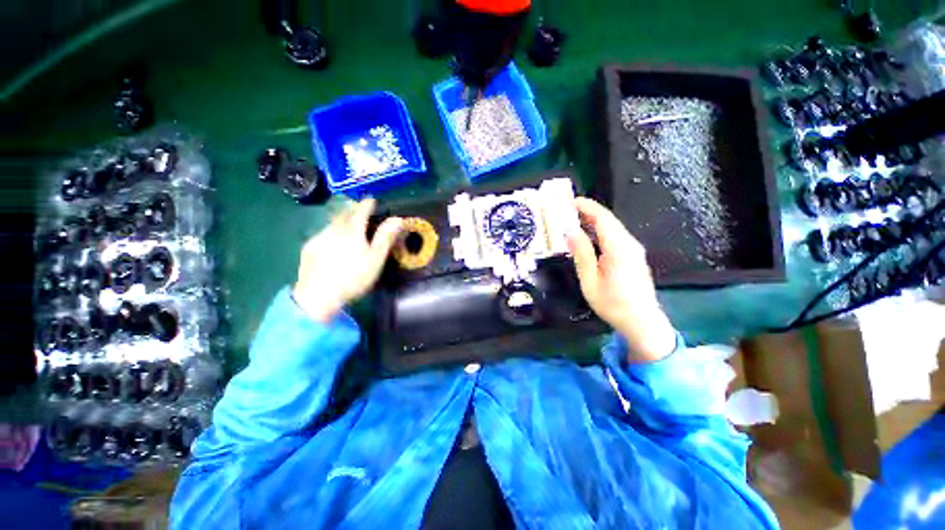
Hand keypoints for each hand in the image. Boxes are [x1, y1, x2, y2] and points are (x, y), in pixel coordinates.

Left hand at [293, 199, 402, 322]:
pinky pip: (322, 234)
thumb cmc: (353, 277)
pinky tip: (332, 243)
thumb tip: (397, 219)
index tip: (372, 199)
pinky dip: (330, 232)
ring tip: (347, 226)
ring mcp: (319, 238)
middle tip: (359, 211)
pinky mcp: (308, 248)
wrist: (318, 296)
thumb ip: (385, 238)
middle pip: (344, 214)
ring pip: (331, 223)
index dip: (367, 203)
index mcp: (353, 231)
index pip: (361, 210)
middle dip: (352, 209)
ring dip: (341, 221)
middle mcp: (334, 229)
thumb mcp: (376, 258)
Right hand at [566, 198, 676, 362]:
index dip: (586, 207)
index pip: (602, 218)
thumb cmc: (612, 303)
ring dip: (593, 221)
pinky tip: (588, 236)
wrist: (642, 321)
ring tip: (573, 220)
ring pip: (612, 227)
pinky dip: (600, 231)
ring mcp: (633, 249)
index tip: (569, 201)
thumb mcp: (590, 280)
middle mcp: (629, 244)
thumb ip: (581, 253)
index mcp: (619, 248)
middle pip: (608, 220)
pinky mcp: (633, 255)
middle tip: (566, 210)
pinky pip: (615, 236)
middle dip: (588, 211)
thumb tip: (570, 231)